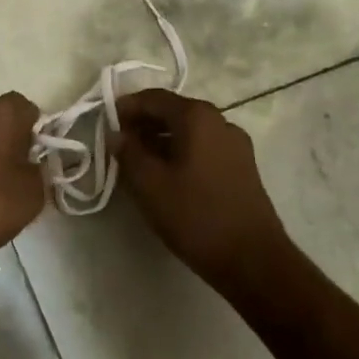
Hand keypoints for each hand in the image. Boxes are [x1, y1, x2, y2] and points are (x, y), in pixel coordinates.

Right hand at [113, 89, 294, 294]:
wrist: (253, 260)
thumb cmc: (195, 216)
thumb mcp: (149, 184)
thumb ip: (128, 152)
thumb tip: (118, 134)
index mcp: (197, 117)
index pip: (153, 98)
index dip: (126, 107)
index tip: (105, 124)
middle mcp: (219, 121)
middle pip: (173, 111)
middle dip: (143, 124)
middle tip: (119, 144)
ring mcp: (235, 144)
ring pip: (189, 131)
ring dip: (160, 140)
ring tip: (138, 162)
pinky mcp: (242, 167)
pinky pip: (203, 147)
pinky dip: (180, 152)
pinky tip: (166, 176)